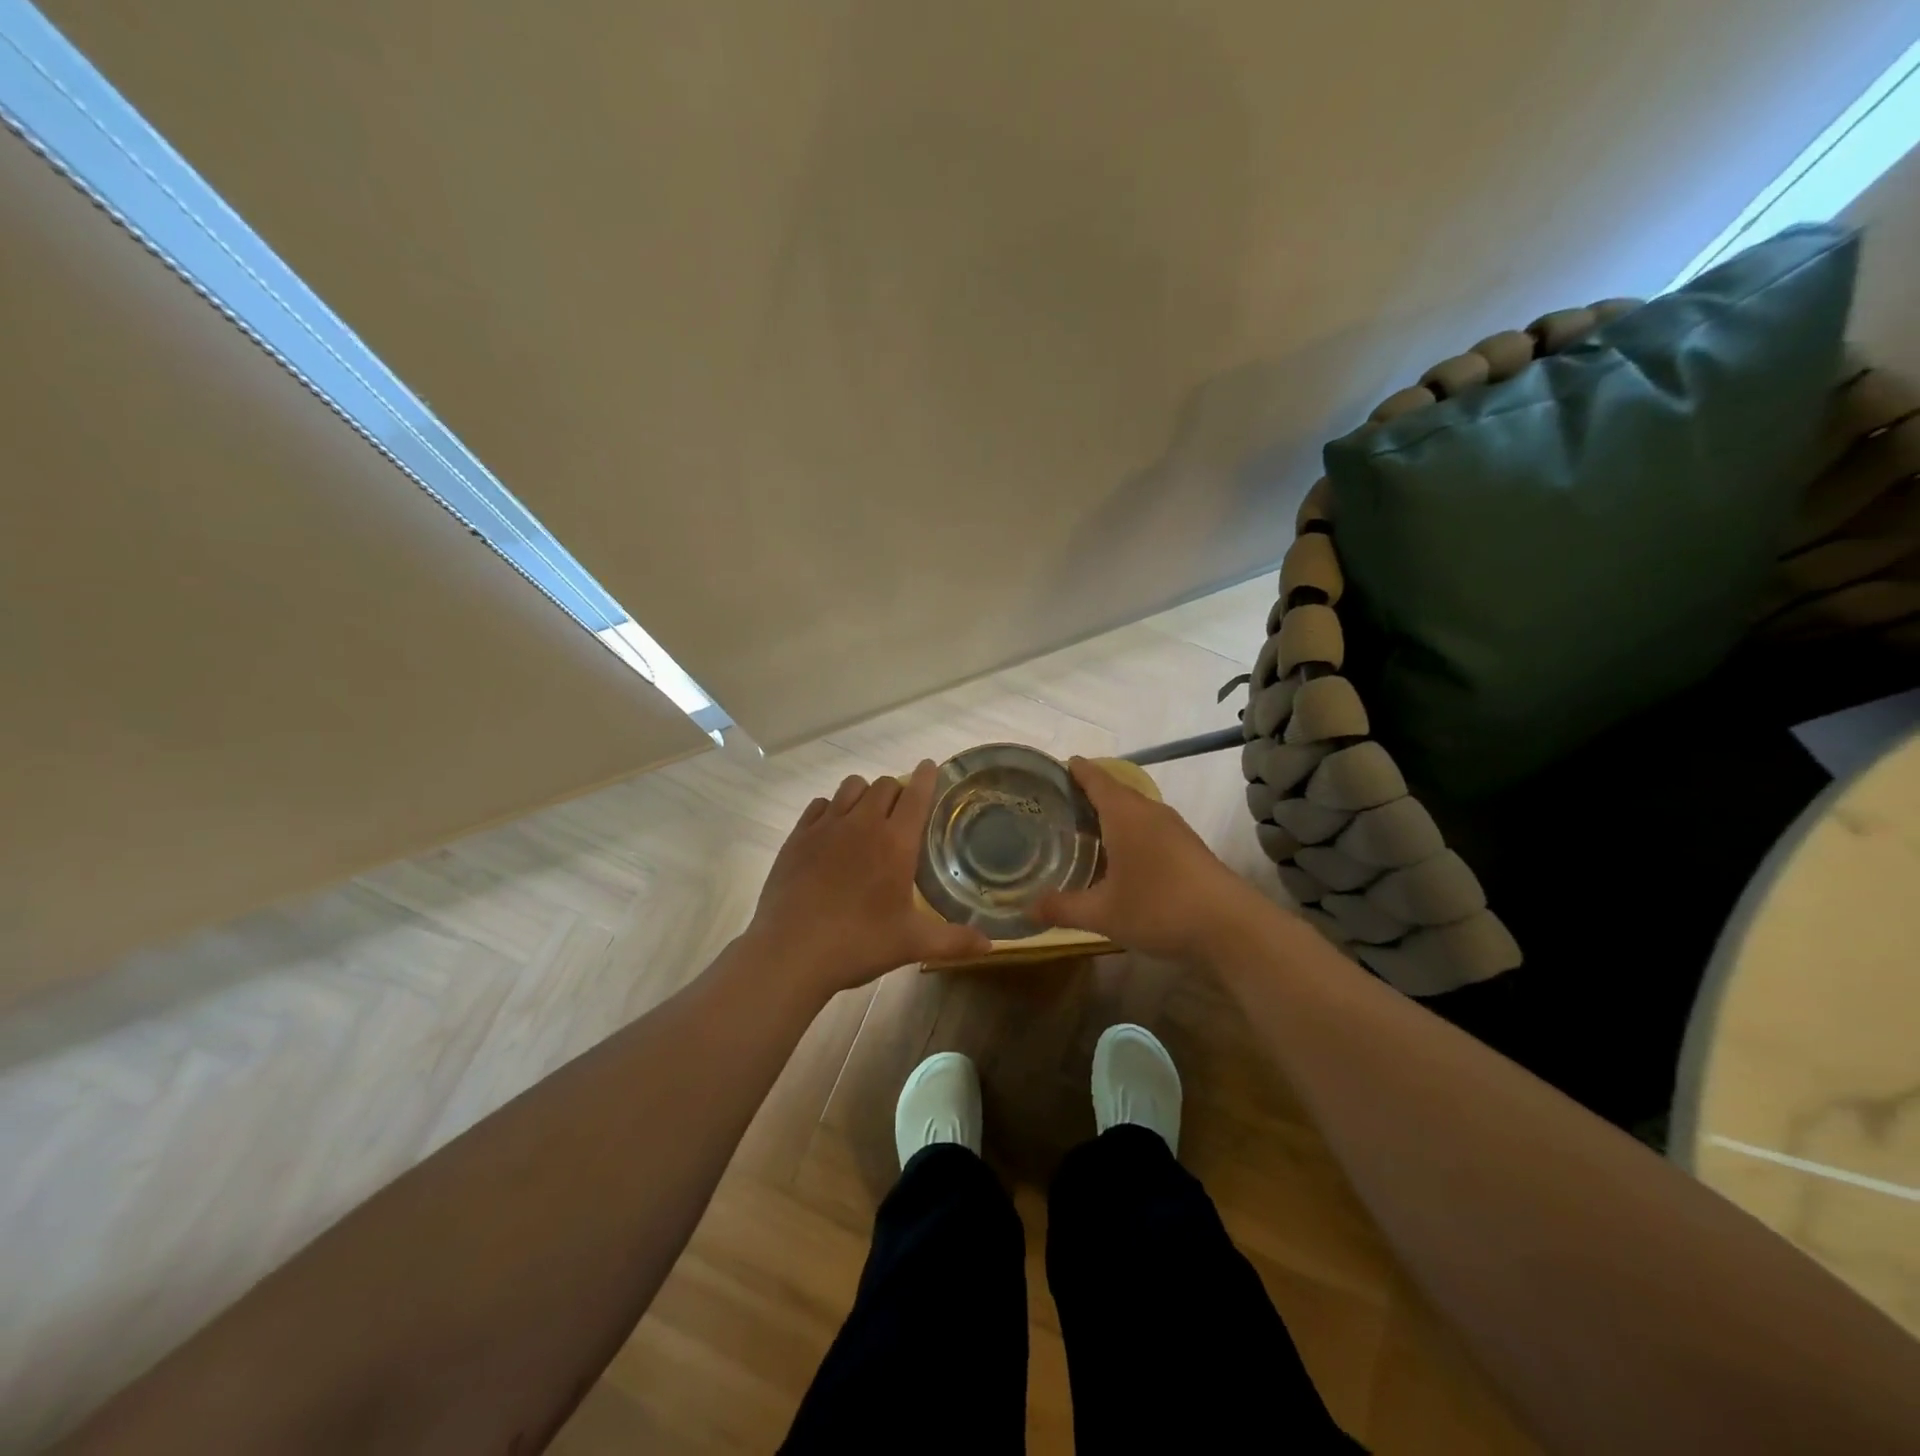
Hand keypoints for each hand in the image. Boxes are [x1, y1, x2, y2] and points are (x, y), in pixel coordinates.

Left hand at [744, 760, 992, 998]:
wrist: (791, 951)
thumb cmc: (858, 943)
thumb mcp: (912, 944)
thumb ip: (953, 940)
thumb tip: (990, 945)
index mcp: (896, 842)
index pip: (916, 794)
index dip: (927, 777)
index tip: (931, 767)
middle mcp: (862, 823)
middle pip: (884, 785)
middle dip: (897, 791)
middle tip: (901, 813)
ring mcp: (826, 826)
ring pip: (851, 787)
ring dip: (864, 794)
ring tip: (866, 817)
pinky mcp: (798, 836)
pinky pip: (819, 805)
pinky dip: (831, 809)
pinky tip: (832, 831)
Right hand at [1035, 757, 1267, 960]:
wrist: (1231, 927)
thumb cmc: (1159, 908)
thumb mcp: (1103, 913)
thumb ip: (1064, 908)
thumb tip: (1028, 909)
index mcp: (1125, 815)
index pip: (1096, 779)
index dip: (1077, 770)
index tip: (1061, 764)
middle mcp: (1150, 812)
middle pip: (1116, 791)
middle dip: (1090, 792)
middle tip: (1061, 802)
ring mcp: (1175, 829)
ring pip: (1136, 810)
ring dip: (1113, 812)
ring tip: (1087, 827)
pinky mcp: (1190, 848)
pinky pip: (1151, 827)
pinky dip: (1130, 831)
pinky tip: (1122, 855)